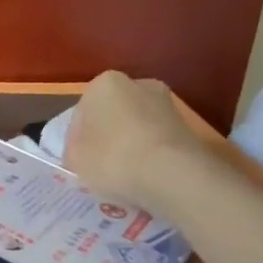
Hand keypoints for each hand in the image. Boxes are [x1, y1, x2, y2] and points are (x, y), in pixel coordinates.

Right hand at [63, 71, 206, 213]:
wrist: (174, 175)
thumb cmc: (113, 158)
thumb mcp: (74, 158)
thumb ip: (73, 151)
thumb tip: (83, 153)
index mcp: (104, 84)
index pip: (81, 113)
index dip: (76, 140)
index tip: (77, 161)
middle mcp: (138, 84)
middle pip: (111, 115)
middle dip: (106, 137)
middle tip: (99, 166)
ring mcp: (167, 105)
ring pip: (136, 128)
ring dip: (129, 146)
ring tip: (123, 176)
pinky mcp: (188, 128)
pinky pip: (157, 142)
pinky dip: (150, 156)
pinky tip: (145, 178)